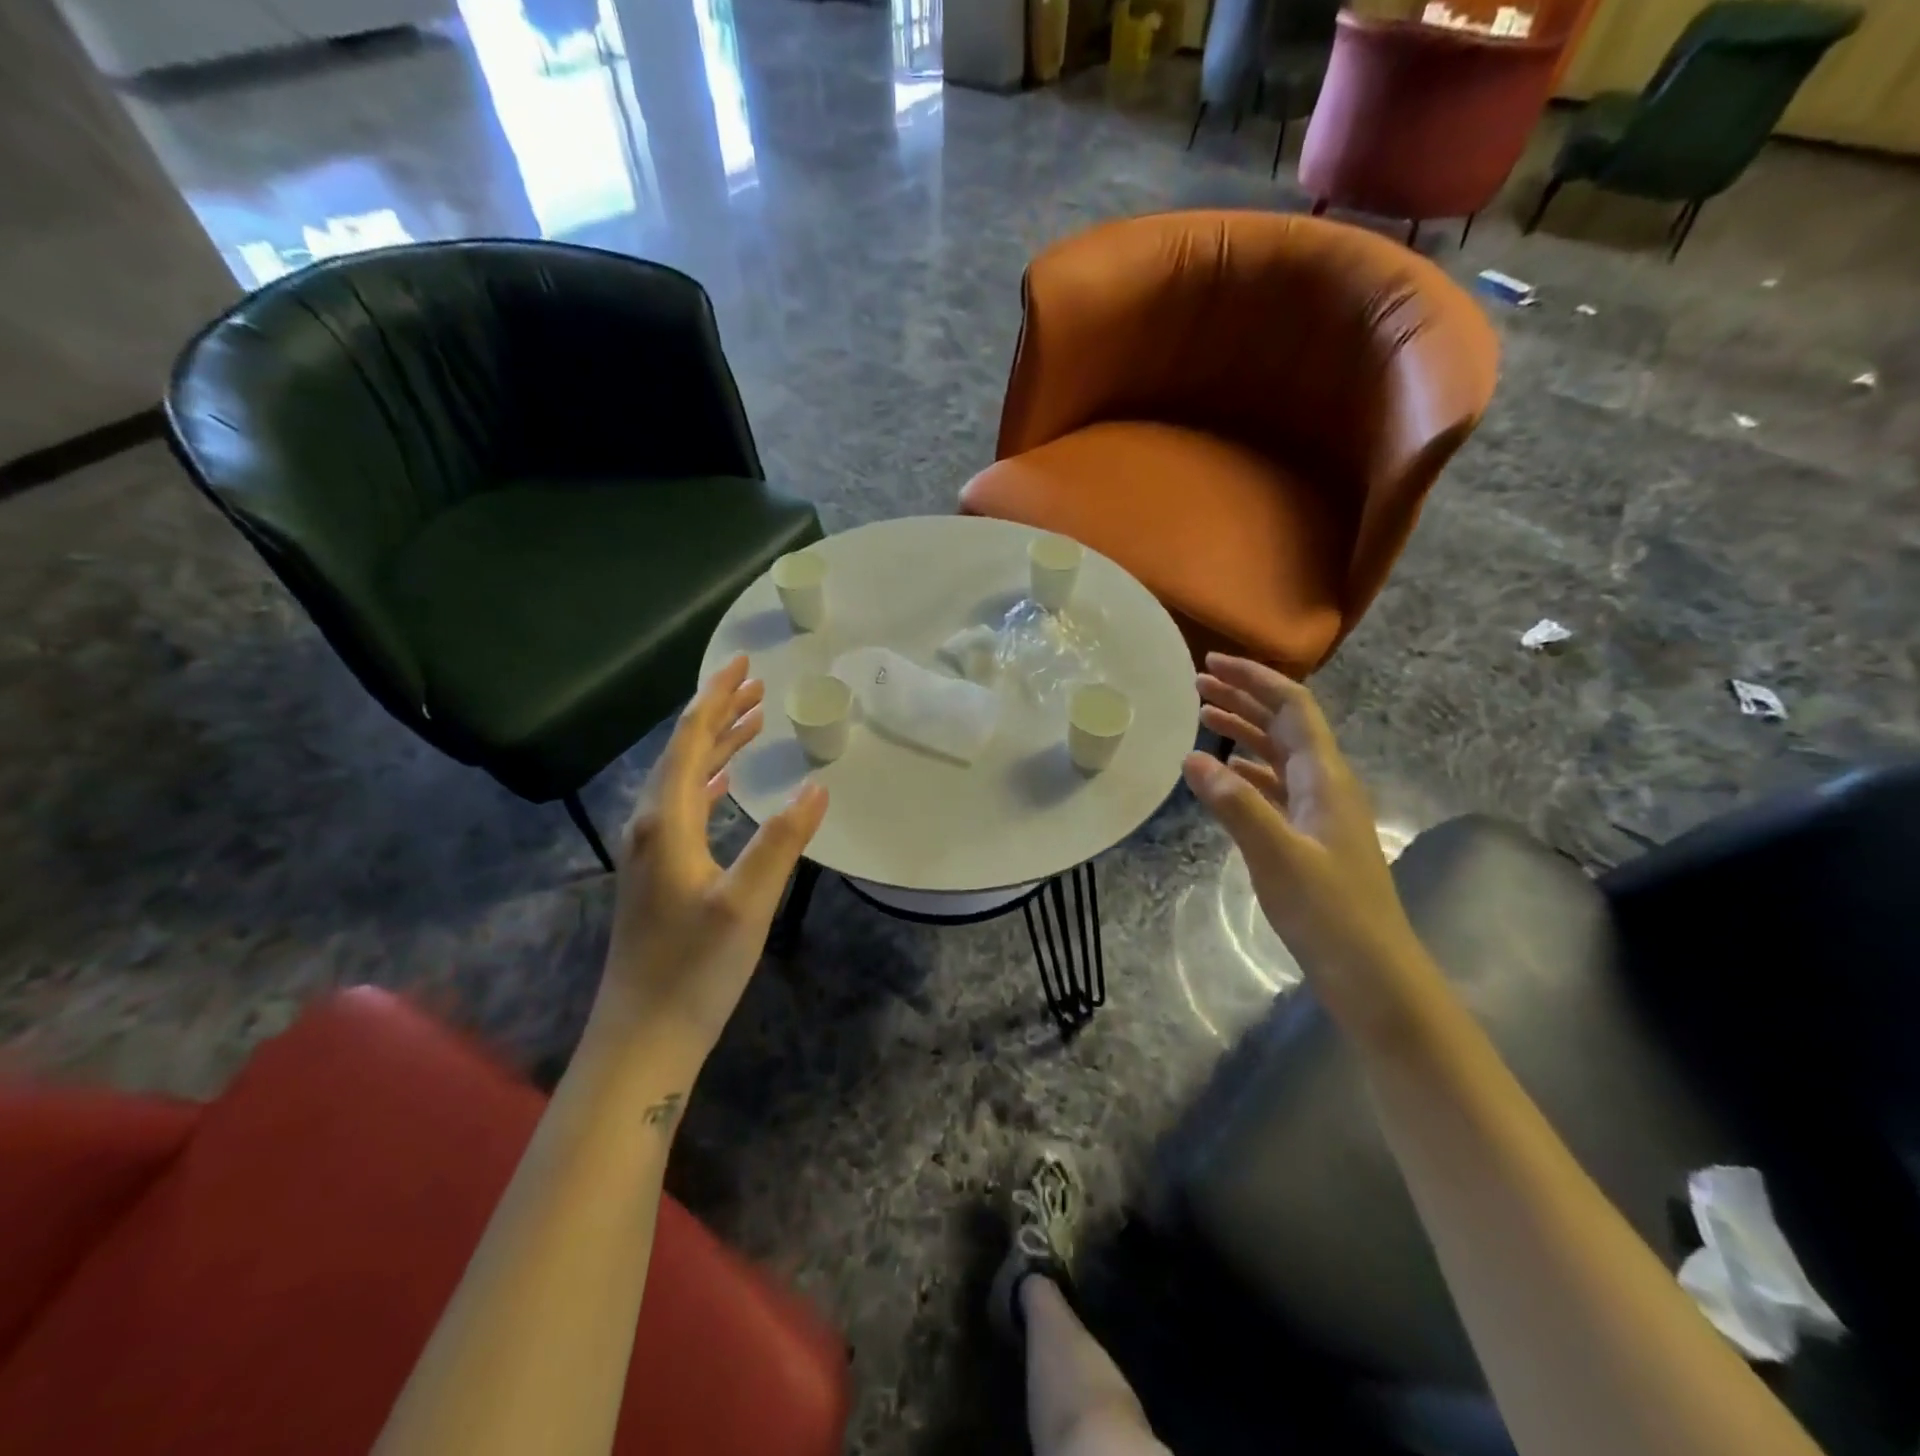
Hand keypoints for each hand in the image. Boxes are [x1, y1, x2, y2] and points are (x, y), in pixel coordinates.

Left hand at [592, 655, 826, 1069]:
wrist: (643, 1037)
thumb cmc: (693, 969)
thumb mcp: (746, 903)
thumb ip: (782, 840)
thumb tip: (817, 786)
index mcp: (665, 821)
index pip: (690, 741)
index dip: (716, 699)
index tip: (743, 664)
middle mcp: (651, 826)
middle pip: (684, 752)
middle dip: (720, 715)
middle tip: (757, 686)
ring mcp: (652, 852)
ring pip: (684, 780)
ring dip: (717, 747)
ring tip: (752, 723)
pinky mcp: (660, 874)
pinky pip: (686, 806)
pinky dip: (710, 782)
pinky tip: (726, 786)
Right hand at [1182, 654, 1427, 1022]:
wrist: (1371, 973)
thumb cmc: (1329, 912)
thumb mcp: (1277, 855)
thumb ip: (1235, 804)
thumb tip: (1192, 757)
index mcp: (1325, 778)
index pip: (1293, 708)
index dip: (1255, 679)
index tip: (1212, 663)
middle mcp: (1325, 785)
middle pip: (1284, 725)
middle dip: (1243, 697)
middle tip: (1196, 683)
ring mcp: (1319, 812)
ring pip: (1278, 755)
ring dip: (1243, 731)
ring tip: (1202, 716)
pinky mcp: (1309, 837)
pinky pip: (1275, 787)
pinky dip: (1247, 770)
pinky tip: (1224, 774)